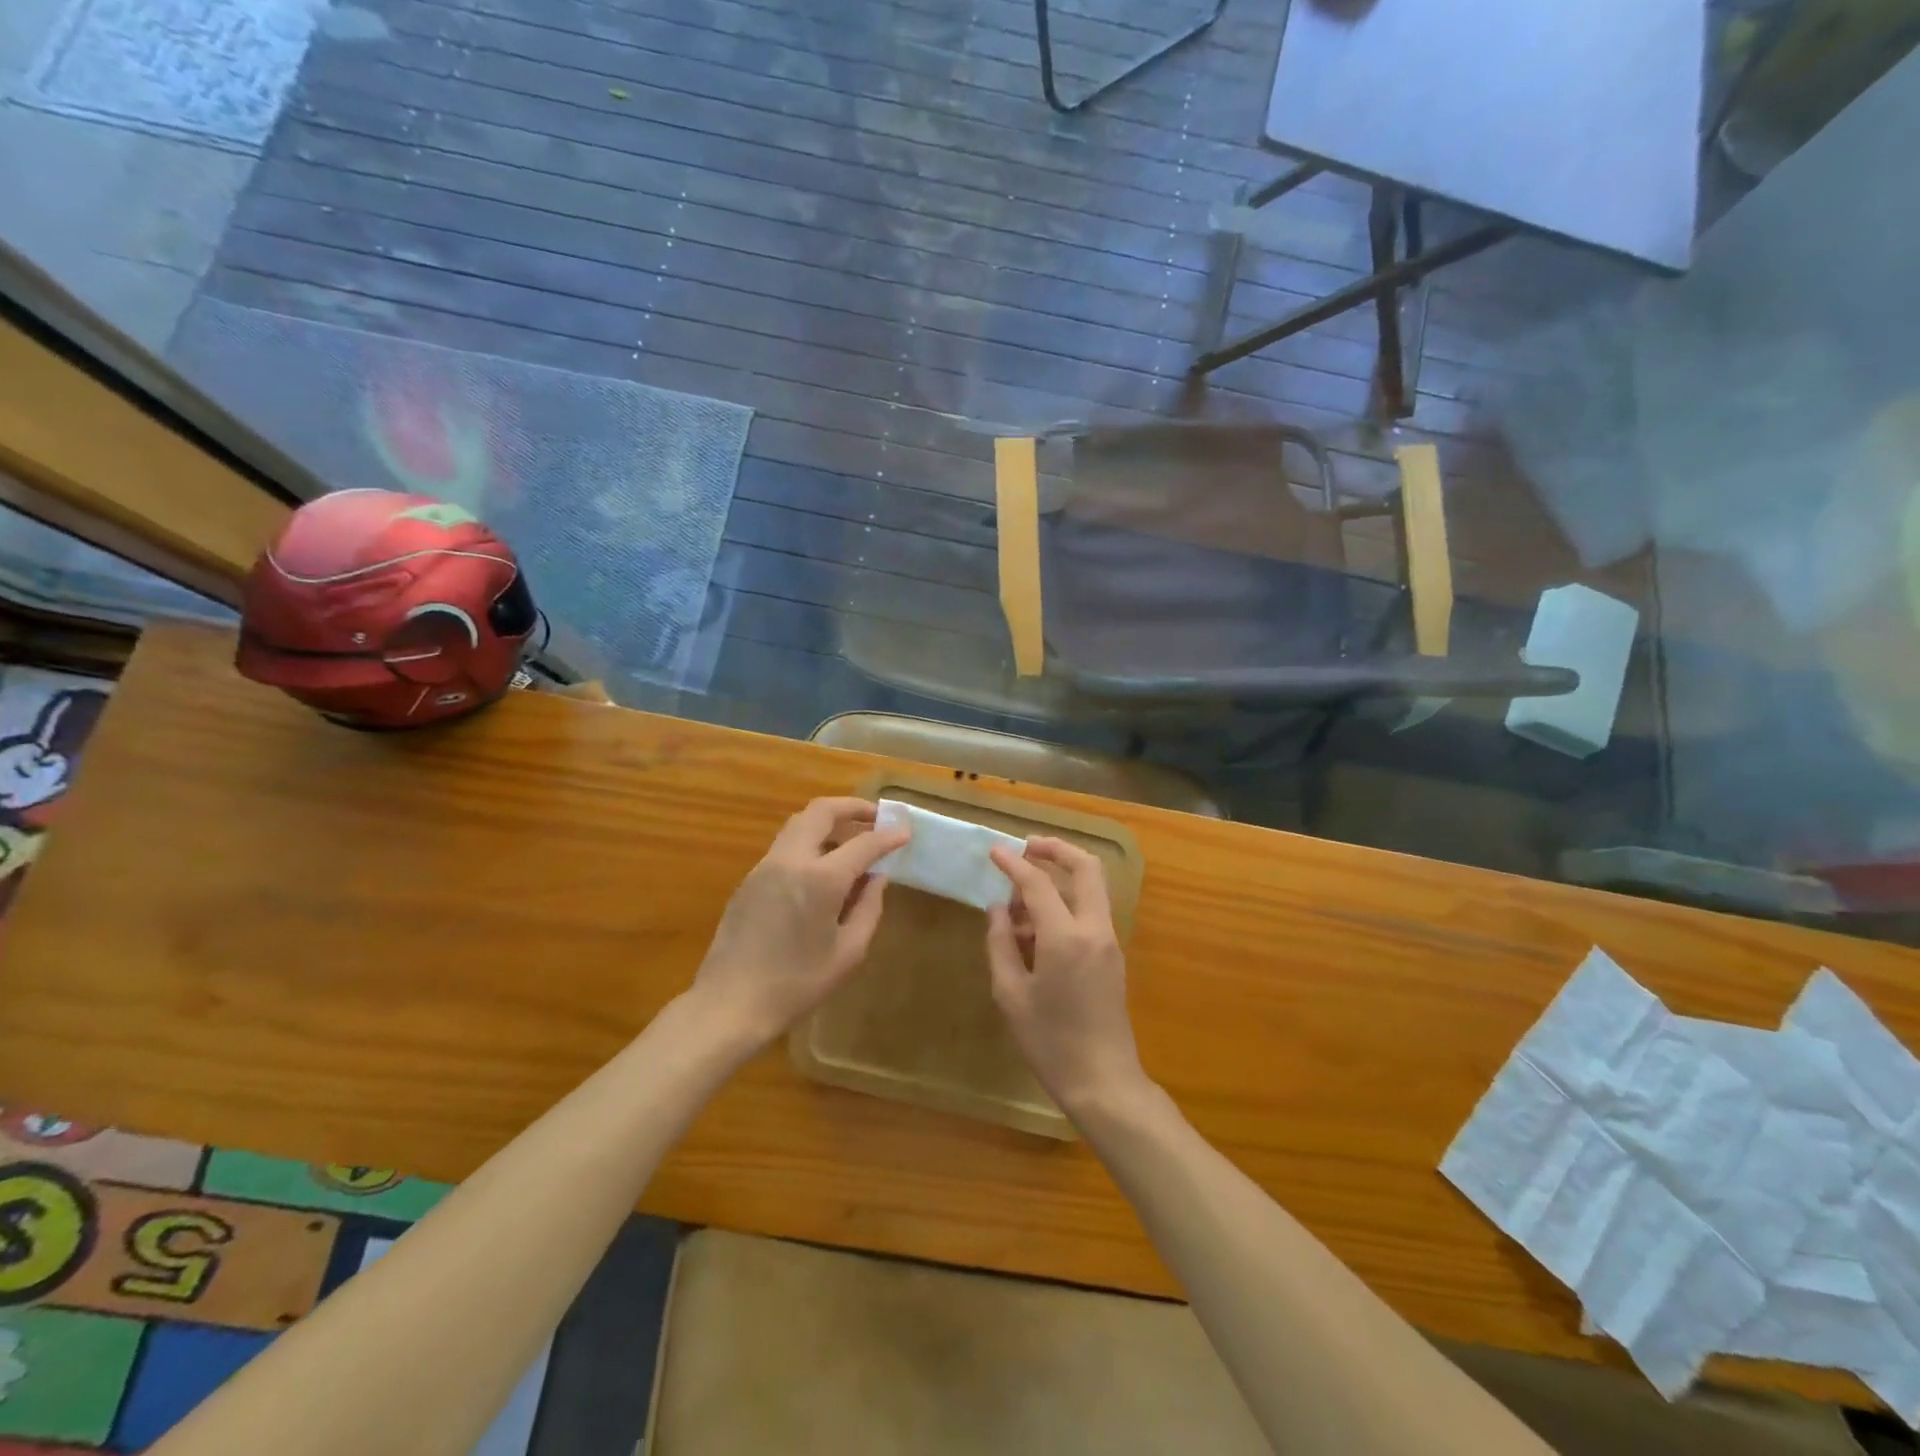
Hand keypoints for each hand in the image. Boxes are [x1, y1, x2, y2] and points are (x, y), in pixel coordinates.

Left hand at [691, 797, 908, 1048]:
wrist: (729, 1004)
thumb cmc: (797, 985)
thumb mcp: (848, 953)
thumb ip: (868, 908)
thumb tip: (876, 877)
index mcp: (820, 879)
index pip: (863, 843)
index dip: (888, 836)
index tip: (905, 832)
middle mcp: (790, 860)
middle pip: (821, 811)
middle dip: (852, 807)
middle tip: (876, 817)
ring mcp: (765, 867)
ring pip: (799, 824)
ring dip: (828, 823)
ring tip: (851, 841)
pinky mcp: (749, 880)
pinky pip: (785, 847)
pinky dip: (809, 843)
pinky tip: (822, 870)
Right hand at [986, 837, 1151, 1118]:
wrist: (1103, 1081)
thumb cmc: (1050, 1042)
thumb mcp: (1011, 994)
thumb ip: (1001, 943)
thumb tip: (997, 908)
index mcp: (1066, 937)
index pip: (1038, 884)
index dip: (1014, 864)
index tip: (994, 851)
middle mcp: (1094, 929)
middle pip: (1086, 867)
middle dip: (1056, 849)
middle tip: (1026, 847)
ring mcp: (1109, 941)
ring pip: (1092, 887)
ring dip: (1061, 876)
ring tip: (1021, 896)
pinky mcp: (1112, 955)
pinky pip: (1091, 911)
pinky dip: (1067, 901)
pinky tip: (1037, 925)